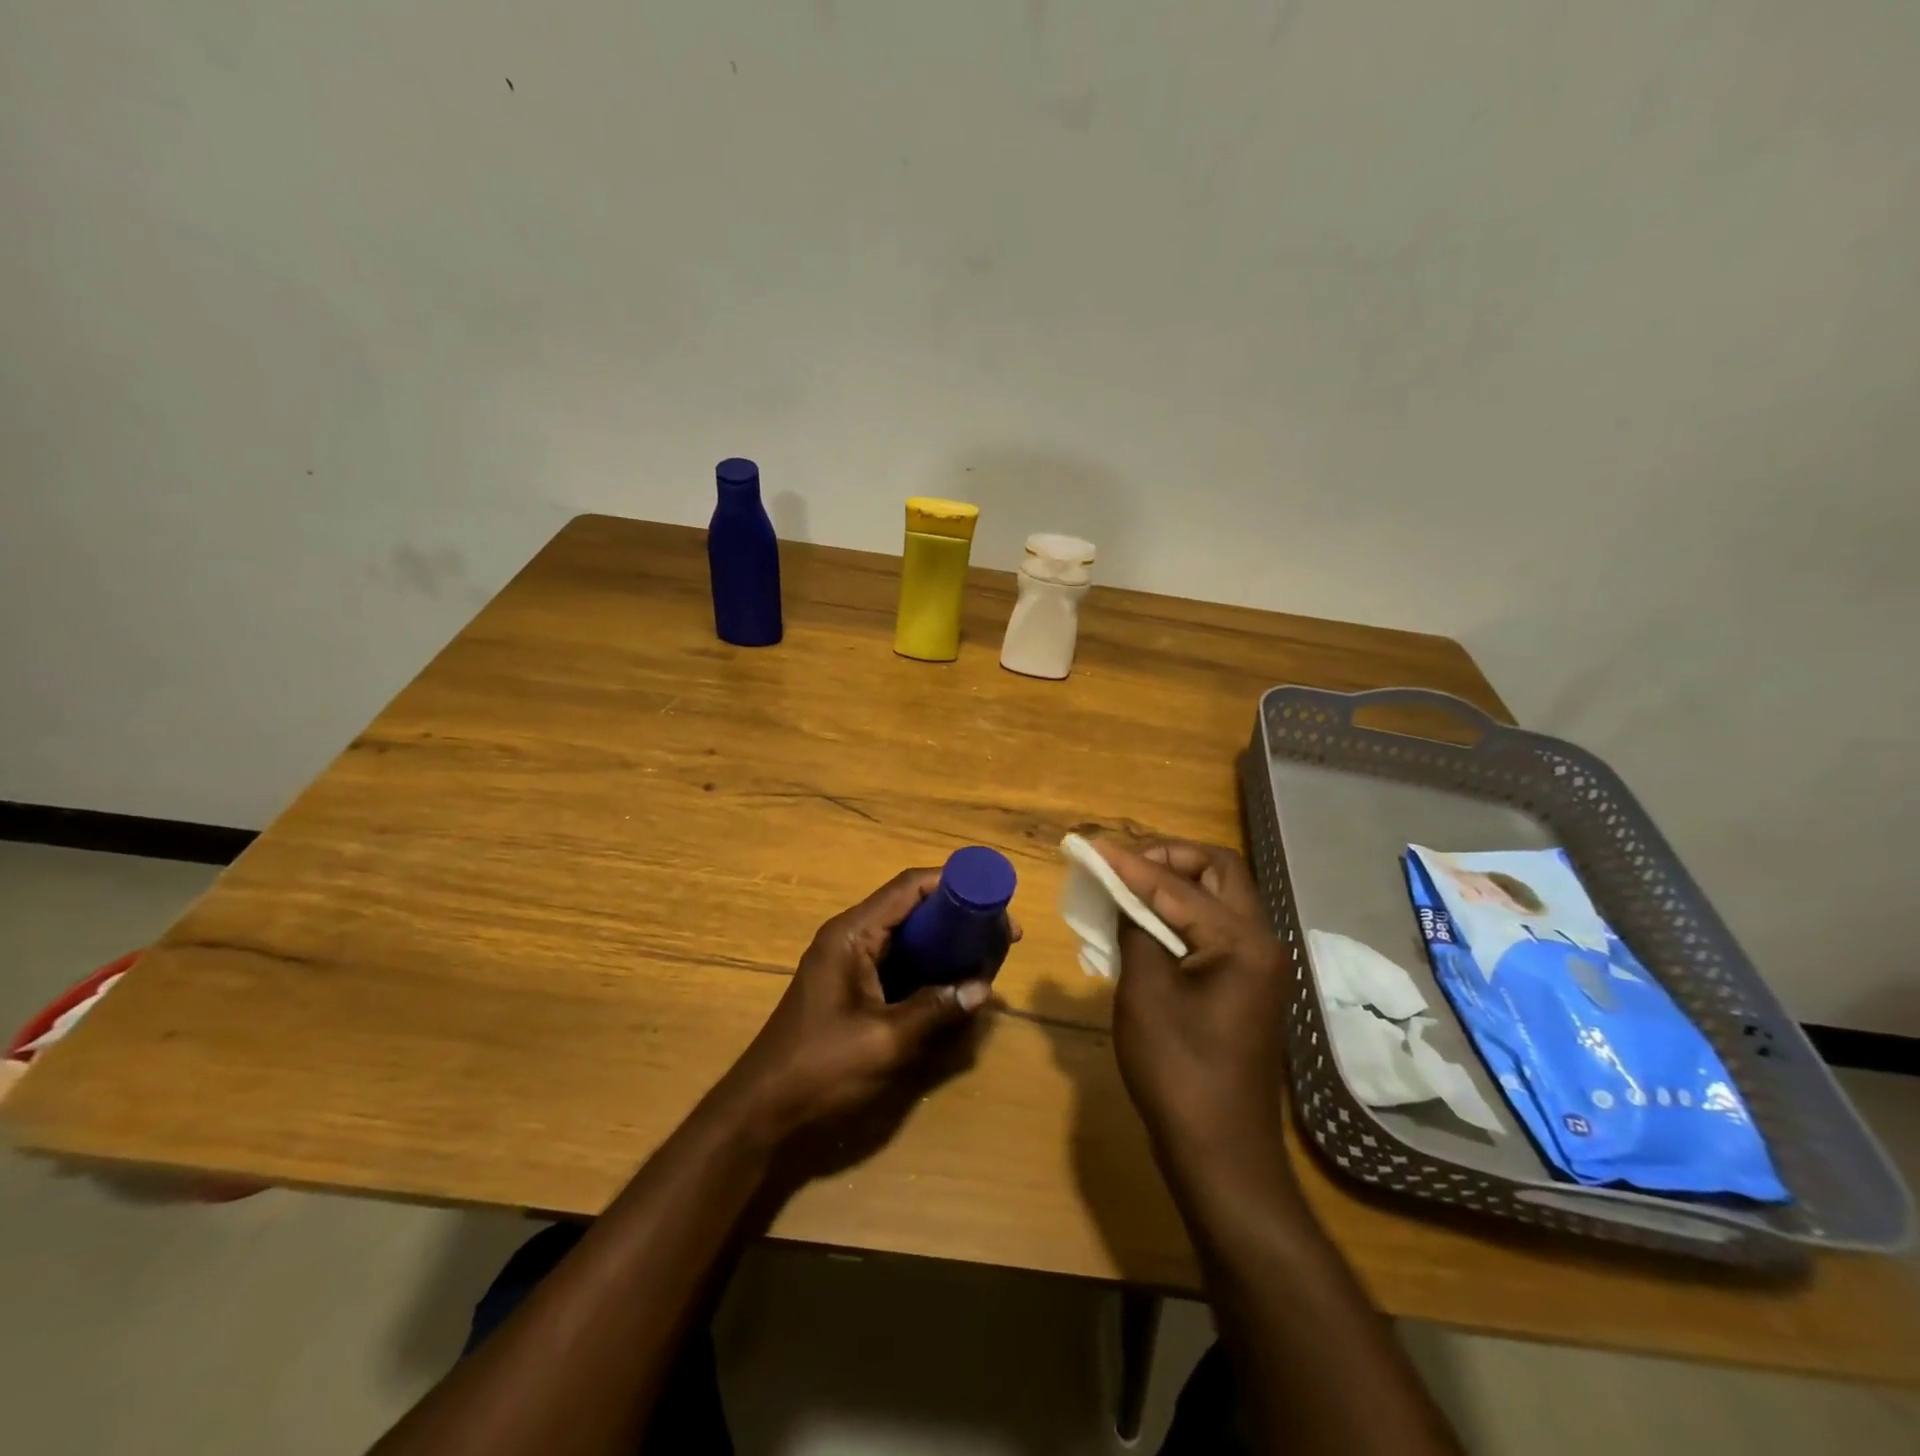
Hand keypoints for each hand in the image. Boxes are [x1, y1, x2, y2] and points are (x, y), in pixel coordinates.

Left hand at [713, 868, 997, 1144]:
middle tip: (1002, 935)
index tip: (994, 895)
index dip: (953, 883)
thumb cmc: (820, 1067)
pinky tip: (957, 986)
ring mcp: (850, 964)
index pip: (909, 887)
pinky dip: (929, 969)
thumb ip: (935, 1010)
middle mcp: (851, 938)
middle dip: (958, 917)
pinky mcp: (854, 989)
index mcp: (852, 934)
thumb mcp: (885, 1041)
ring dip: (946, 944)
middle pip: (912, 909)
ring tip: (989, 957)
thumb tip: (984, 989)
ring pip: (909, 938)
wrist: (762, 1111)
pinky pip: (900, 965)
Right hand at [1096, 839, 1294, 1183]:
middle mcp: (1261, 942)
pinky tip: (1145, 924)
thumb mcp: (1145, 993)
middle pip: (1218, 871)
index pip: (1179, 884)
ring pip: (1219, 897)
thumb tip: (1124, 894)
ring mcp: (1258, 965)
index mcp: (1242, 942)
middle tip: (1122, 865)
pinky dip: (1182, 913)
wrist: (1221, 1154)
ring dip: (1175, 882)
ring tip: (1128, 887)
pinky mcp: (1246, 984)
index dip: (1131, 864)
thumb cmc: (1178, 1072)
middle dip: (1168, 858)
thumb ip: (1135, 929)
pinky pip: (1215, 927)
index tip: (1091, 848)